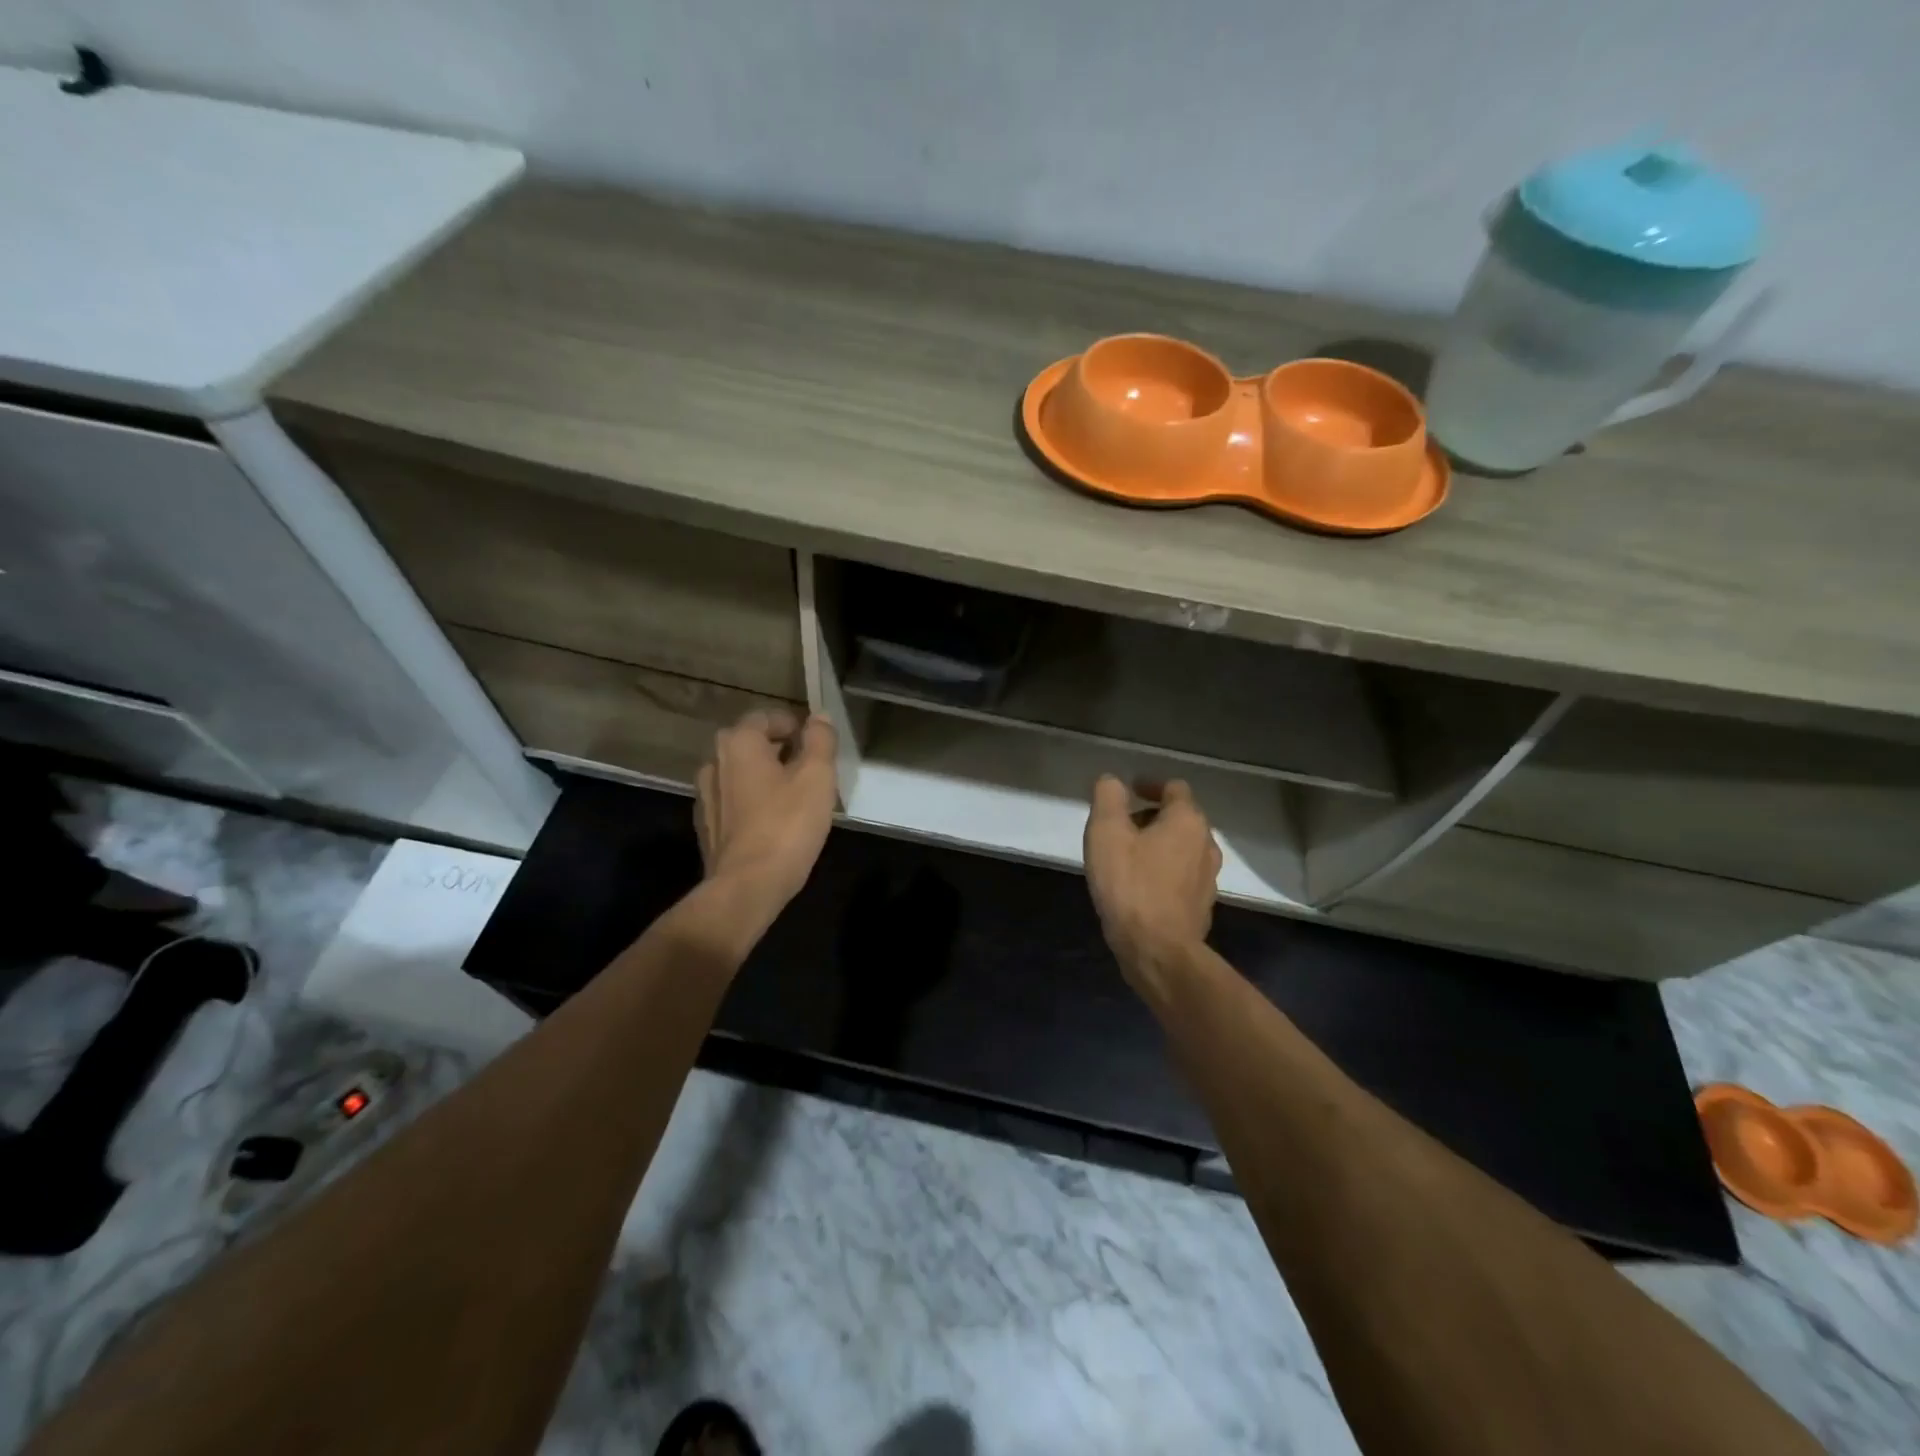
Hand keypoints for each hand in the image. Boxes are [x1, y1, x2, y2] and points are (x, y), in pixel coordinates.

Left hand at [694, 709, 837, 917]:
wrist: (746, 886)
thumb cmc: (786, 825)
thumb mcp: (817, 777)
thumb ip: (820, 740)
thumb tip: (820, 717)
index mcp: (739, 742)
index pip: (766, 717)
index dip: (794, 726)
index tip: (816, 744)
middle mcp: (714, 761)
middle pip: (751, 744)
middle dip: (780, 751)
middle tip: (810, 770)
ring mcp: (705, 795)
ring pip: (741, 773)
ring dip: (765, 777)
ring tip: (794, 797)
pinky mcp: (706, 825)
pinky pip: (734, 800)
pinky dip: (752, 802)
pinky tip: (773, 822)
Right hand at [1083, 776, 1221, 998]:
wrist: (1158, 950)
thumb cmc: (1130, 885)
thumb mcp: (1106, 833)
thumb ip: (1108, 798)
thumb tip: (1113, 781)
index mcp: (1187, 821)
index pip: (1174, 788)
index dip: (1150, 785)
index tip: (1128, 792)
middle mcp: (1206, 844)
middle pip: (1180, 817)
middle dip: (1151, 816)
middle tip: (1120, 827)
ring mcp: (1208, 877)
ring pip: (1182, 847)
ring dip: (1158, 844)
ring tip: (1128, 857)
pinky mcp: (1202, 905)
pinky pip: (1182, 875)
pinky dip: (1163, 870)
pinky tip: (1140, 886)